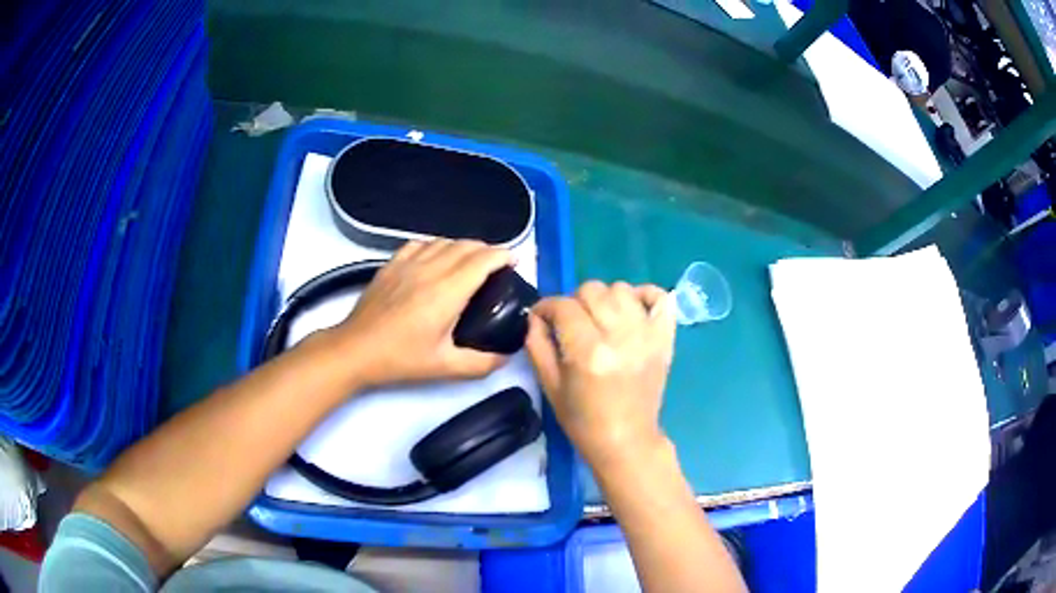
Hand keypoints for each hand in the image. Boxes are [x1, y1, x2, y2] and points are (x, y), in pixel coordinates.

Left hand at [330, 239, 513, 387]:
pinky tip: (437, 257)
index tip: (513, 262)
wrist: (356, 349)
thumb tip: (506, 356)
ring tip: (471, 260)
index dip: (502, 256)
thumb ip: (482, 363)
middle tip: (497, 265)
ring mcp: (408, 264)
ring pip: (444, 240)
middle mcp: (430, 270)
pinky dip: (436, 245)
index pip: (482, 260)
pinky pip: (420, 243)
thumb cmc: (400, 359)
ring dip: (463, 246)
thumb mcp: (445, 367)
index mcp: (447, 292)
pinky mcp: (391, 265)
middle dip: (487, 249)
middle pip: (466, 245)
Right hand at [526, 281, 675, 467]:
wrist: (626, 440)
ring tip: (601, 320)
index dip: (546, 307)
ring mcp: (647, 335)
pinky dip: (644, 295)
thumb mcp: (549, 386)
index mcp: (588, 353)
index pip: (563, 307)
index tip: (543, 316)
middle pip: (592, 290)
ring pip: (621, 288)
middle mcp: (619, 337)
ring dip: (605, 299)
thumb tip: (536, 315)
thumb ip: (537, 345)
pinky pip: (660, 296)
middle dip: (574, 303)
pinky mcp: (665, 338)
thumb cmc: (583, 420)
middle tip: (572, 324)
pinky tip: (631, 310)